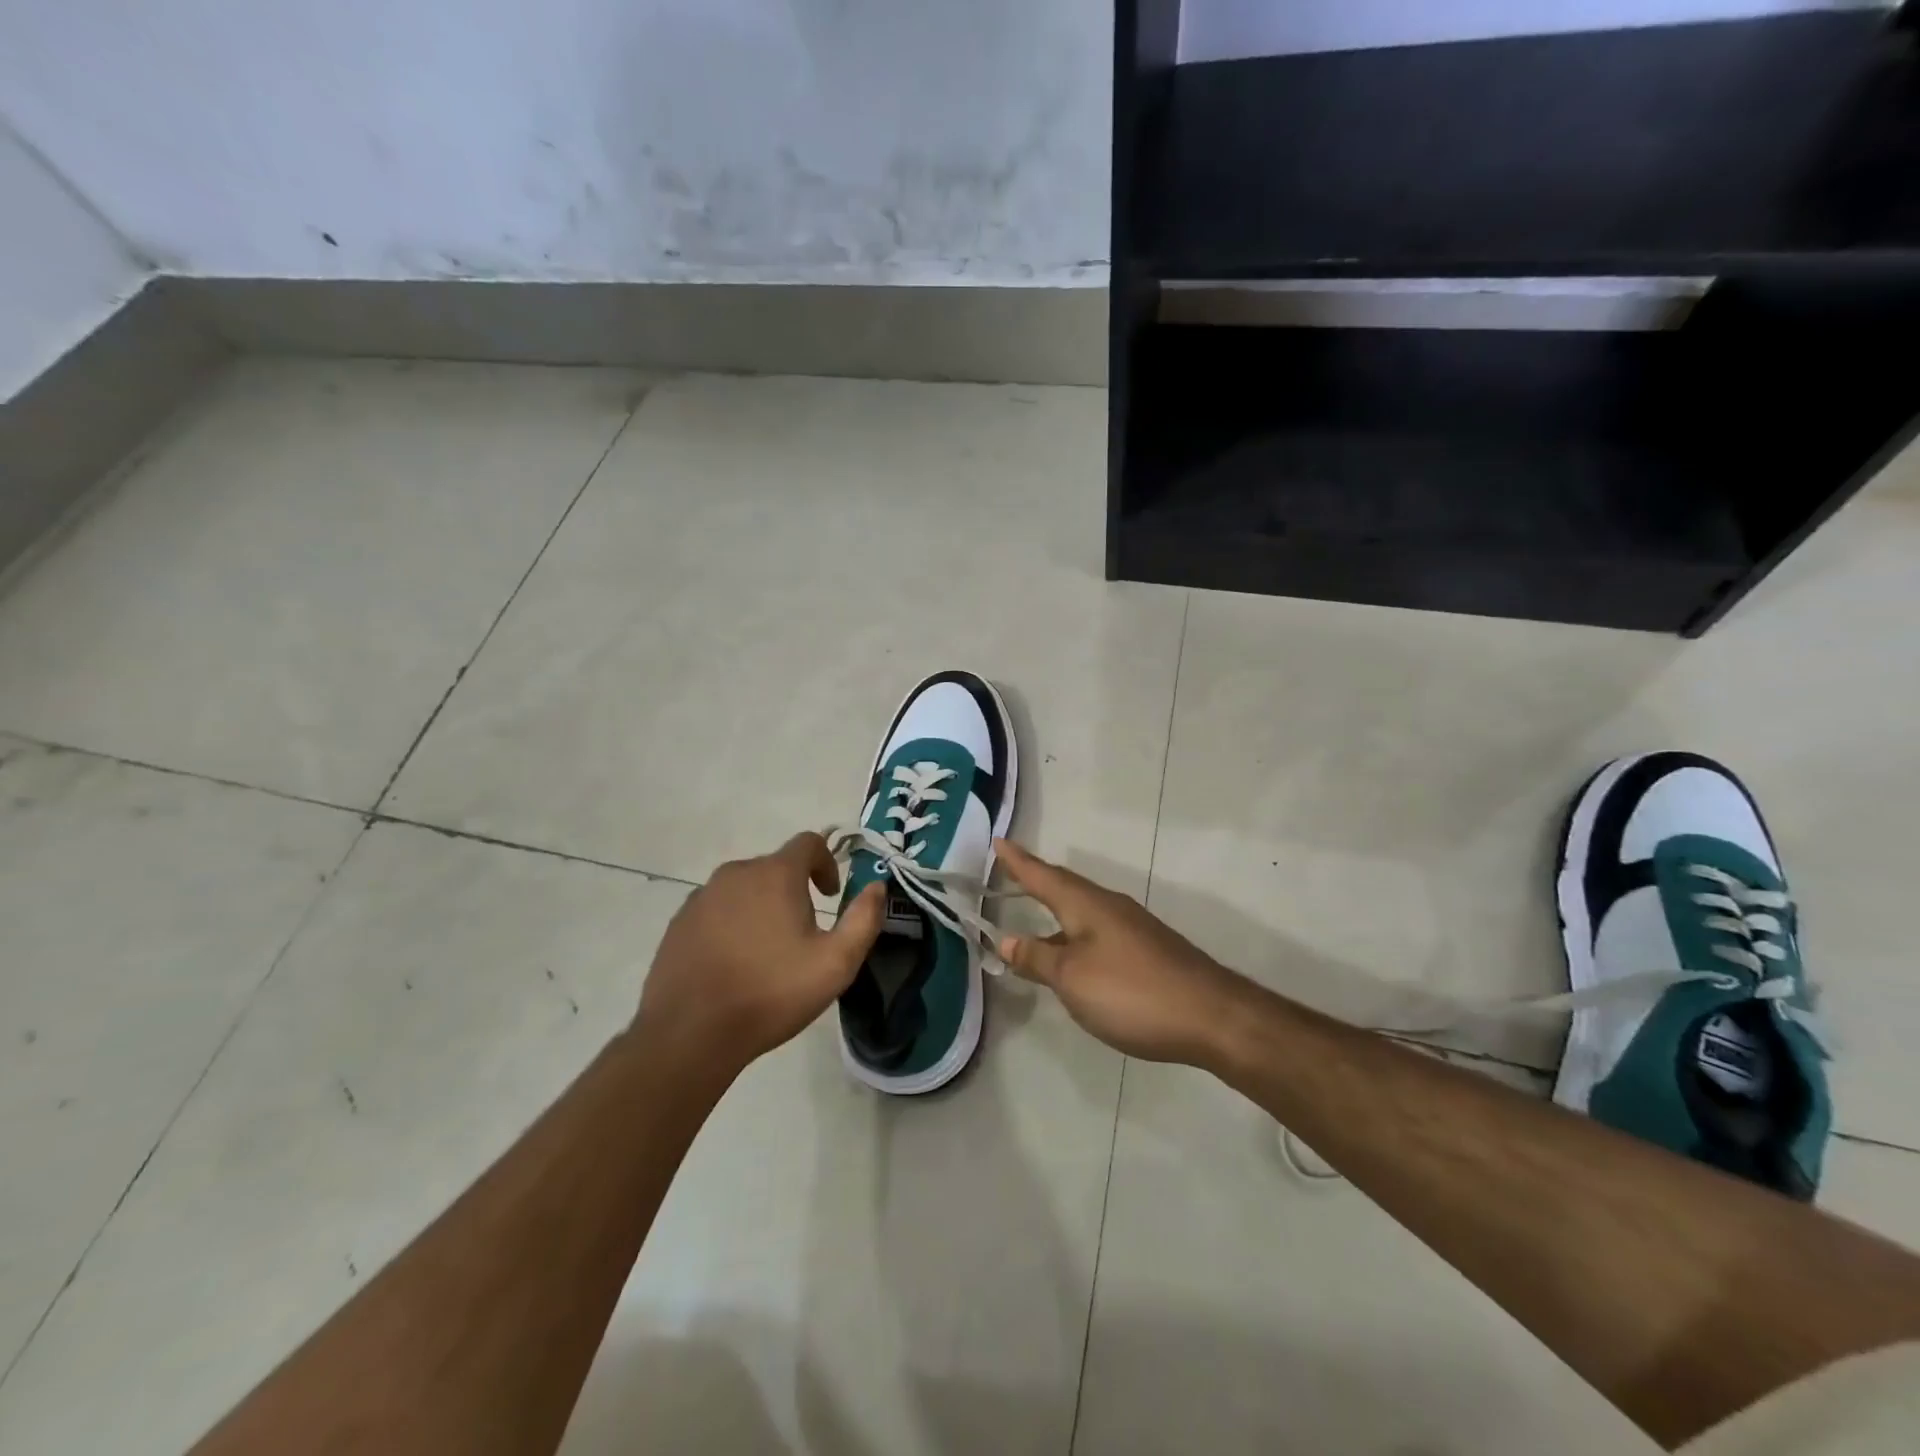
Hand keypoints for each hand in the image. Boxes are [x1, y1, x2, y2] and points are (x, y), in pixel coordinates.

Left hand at [635, 833, 883, 1077]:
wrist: (691, 1033)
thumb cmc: (772, 993)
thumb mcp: (836, 963)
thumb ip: (864, 919)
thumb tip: (878, 886)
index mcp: (775, 874)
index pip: (809, 842)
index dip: (827, 862)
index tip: (831, 895)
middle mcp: (736, 873)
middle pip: (775, 867)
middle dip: (795, 889)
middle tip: (804, 932)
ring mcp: (702, 896)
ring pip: (744, 888)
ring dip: (762, 906)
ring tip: (768, 951)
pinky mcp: (679, 922)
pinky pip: (716, 909)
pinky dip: (732, 923)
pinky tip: (734, 962)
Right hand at [994, 839, 1248, 1065]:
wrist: (1211, 1016)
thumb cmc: (1131, 991)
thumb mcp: (1072, 977)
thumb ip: (1037, 958)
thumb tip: (1006, 940)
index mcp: (1086, 905)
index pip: (1043, 876)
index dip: (1018, 861)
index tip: (997, 841)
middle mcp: (1109, 906)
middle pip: (1064, 888)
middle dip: (1035, 880)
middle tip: (1009, 871)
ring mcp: (1131, 928)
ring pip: (1082, 911)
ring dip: (1054, 910)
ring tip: (1030, 915)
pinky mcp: (1146, 951)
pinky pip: (1097, 931)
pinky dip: (1074, 934)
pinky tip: (1071, 957)